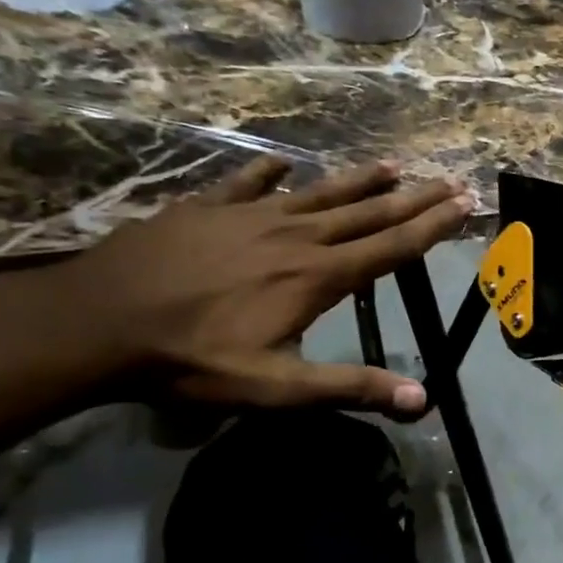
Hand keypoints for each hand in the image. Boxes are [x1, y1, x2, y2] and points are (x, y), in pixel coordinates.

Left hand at [42, 154, 472, 413]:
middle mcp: (296, 236)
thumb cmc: (193, 359)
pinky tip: (284, 163)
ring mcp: (250, 216)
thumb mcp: (277, 387)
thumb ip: (351, 388)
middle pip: (369, 212)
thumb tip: (422, 399)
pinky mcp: (207, 209)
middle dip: (416, 197)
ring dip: (360, 179)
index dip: (434, 225)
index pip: (393, 246)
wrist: (96, 323)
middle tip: (451, 179)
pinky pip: (247, 183)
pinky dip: (270, 172)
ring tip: (394, 164)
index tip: (466, 203)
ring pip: (320, 192)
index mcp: (319, 275)